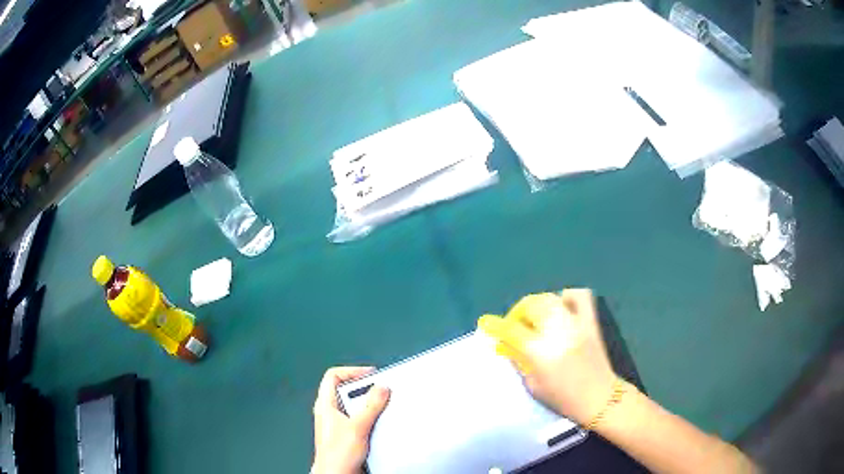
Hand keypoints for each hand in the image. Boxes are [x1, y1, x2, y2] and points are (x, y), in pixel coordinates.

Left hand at [312, 367, 390, 473]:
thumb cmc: (336, 455)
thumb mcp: (357, 426)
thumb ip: (370, 406)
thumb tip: (381, 388)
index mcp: (325, 404)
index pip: (334, 376)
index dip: (352, 372)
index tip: (371, 375)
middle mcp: (329, 412)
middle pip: (346, 390)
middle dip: (364, 390)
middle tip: (379, 392)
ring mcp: (338, 423)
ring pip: (354, 406)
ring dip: (369, 406)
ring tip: (379, 410)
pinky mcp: (347, 434)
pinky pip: (360, 419)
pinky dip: (370, 417)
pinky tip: (378, 424)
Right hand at [478, 289, 617, 425]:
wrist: (600, 398)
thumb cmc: (564, 399)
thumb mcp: (534, 385)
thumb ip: (520, 362)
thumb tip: (508, 345)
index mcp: (540, 352)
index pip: (512, 330)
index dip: (496, 326)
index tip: (486, 323)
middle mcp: (557, 332)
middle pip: (531, 306)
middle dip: (518, 313)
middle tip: (515, 326)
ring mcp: (576, 324)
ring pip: (551, 299)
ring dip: (537, 305)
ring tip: (535, 318)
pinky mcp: (591, 322)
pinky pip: (579, 296)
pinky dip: (566, 297)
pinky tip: (561, 307)